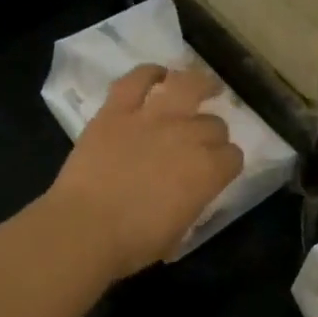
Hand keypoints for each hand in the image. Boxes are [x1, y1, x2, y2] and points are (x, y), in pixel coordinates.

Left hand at [44, 63, 244, 278]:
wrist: (84, 228)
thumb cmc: (132, 243)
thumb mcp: (179, 232)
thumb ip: (192, 203)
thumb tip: (190, 193)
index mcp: (208, 172)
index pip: (233, 157)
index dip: (228, 162)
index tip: (219, 168)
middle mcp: (187, 137)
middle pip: (214, 124)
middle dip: (212, 132)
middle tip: (201, 140)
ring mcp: (152, 118)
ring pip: (187, 86)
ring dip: (200, 83)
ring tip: (204, 84)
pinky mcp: (117, 110)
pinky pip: (137, 80)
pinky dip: (149, 73)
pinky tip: (157, 75)